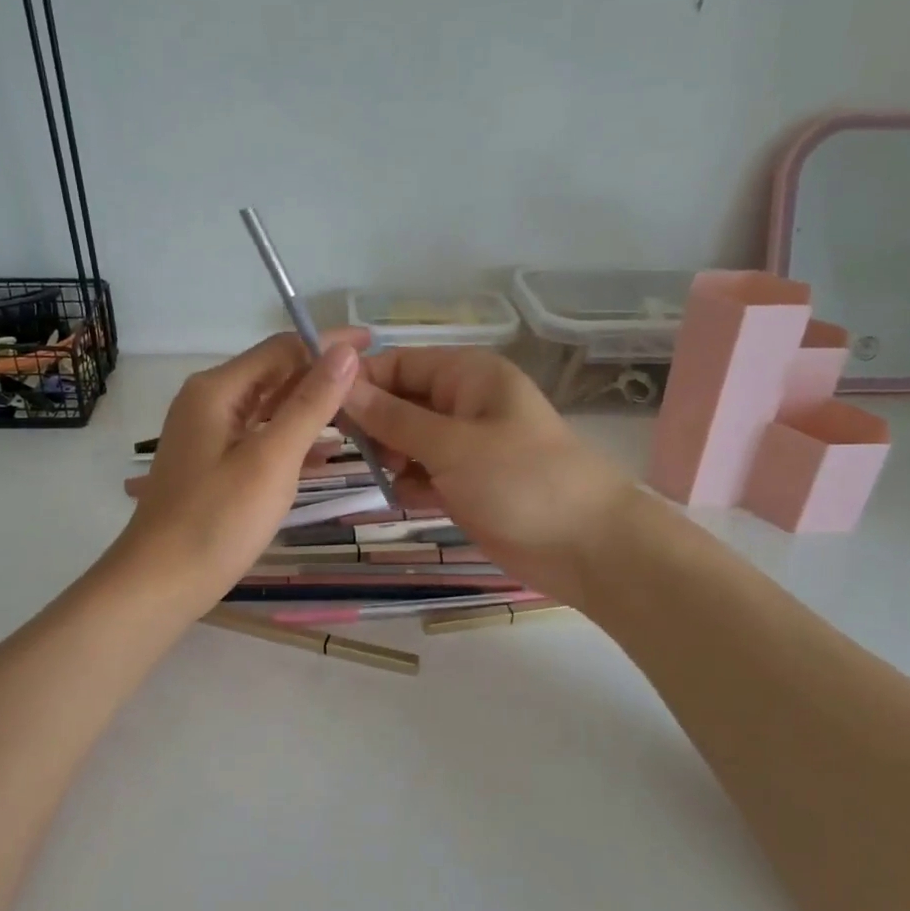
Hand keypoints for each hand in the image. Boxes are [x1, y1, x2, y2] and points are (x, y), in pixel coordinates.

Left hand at [114, 330, 370, 614]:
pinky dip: (292, 440)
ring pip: (269, 409)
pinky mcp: (213, 466)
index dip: (329, 344)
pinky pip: (260, 438)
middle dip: (322, 377)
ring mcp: (209, 436)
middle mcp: (209, 402)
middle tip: (376, 387)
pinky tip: (326, 453)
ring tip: (362, 415)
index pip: (282, 348)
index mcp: (217, 390)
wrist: (160, 583)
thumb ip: (310, 404)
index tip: (376, 345)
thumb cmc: (217, 520)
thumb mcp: (271, 459)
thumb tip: (344, 351)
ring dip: (311, 409)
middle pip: (274, 375)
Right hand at [340, 346, 645, 607]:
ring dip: (391, 458)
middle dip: (374, 425)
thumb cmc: (521, 481)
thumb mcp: (451, 445)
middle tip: (350, 452)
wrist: (587, 547)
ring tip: (386, 477)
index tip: (322, 408)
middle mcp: (464, 404)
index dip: (361, 382)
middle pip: (400, 402)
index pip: (399, 363)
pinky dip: (411, 486)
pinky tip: (406, 500)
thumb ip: (394, 418)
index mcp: (468, 376)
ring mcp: (466, 447)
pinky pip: (424, 475)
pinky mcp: (467, 485)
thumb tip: (342, 388)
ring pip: (408, 442)